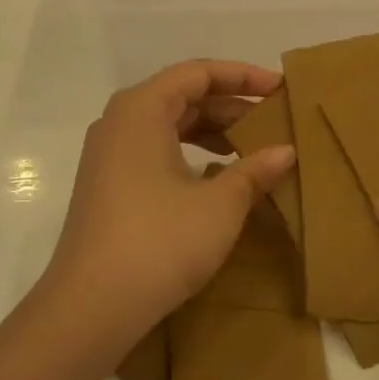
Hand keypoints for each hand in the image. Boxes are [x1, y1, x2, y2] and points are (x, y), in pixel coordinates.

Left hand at [42, 60, 297, 349]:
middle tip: (273, 121)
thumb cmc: (160, 242)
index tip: (280, 89)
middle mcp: (119, 121)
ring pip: (168, 125)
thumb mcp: (220, 205)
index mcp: (141, 109)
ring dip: (211, 131)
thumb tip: (286, 151)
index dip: (243, 76)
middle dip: (230, 105)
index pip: (198, 72)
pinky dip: (189, 153)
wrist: (91, 307)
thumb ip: (255, 171)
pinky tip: (216, 177)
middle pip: (181, 96)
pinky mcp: (107, 185)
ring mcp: (108, 155)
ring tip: (251, 148)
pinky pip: (154, 150)